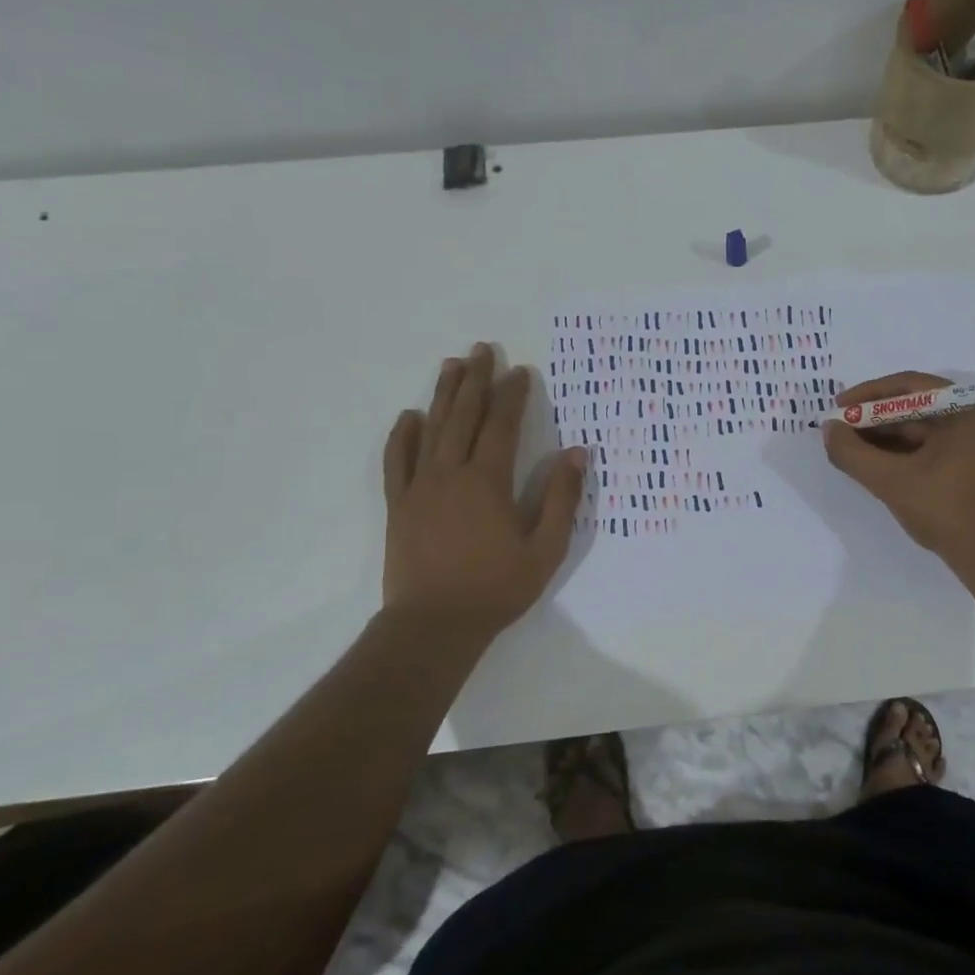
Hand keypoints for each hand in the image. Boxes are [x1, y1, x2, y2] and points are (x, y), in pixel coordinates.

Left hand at [381, 343, 587, 636]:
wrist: (434, 624)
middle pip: (464, 416)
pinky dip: (402, 435)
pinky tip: (409, 416)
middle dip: (477, 380)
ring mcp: (420, 487)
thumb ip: (561, 498)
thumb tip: (577, 453)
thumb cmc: (496, 588)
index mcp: (488, 481)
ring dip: (443, 395)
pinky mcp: (399, 505)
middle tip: (482, 349)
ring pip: (431, 429)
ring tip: (452, 365)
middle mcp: (451, 473)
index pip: (502, 425)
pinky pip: (397, 460)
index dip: (513, 395)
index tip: (521, 371)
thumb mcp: (545, 548)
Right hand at [823, 371, 974, 583]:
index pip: (910, 386)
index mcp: (969, 408)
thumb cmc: (947, 511)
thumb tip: (828, 430)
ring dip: (885, 437)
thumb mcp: (892, 481)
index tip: (838, 408)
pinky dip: (902, 452)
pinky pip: (931, 446)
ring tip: (850, 448)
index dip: (868, 395)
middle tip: (839, 431)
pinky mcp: (973, 463)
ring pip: (921, 428)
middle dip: (874, 419)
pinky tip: (874, 463)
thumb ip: (853, 453)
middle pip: (915, 406)